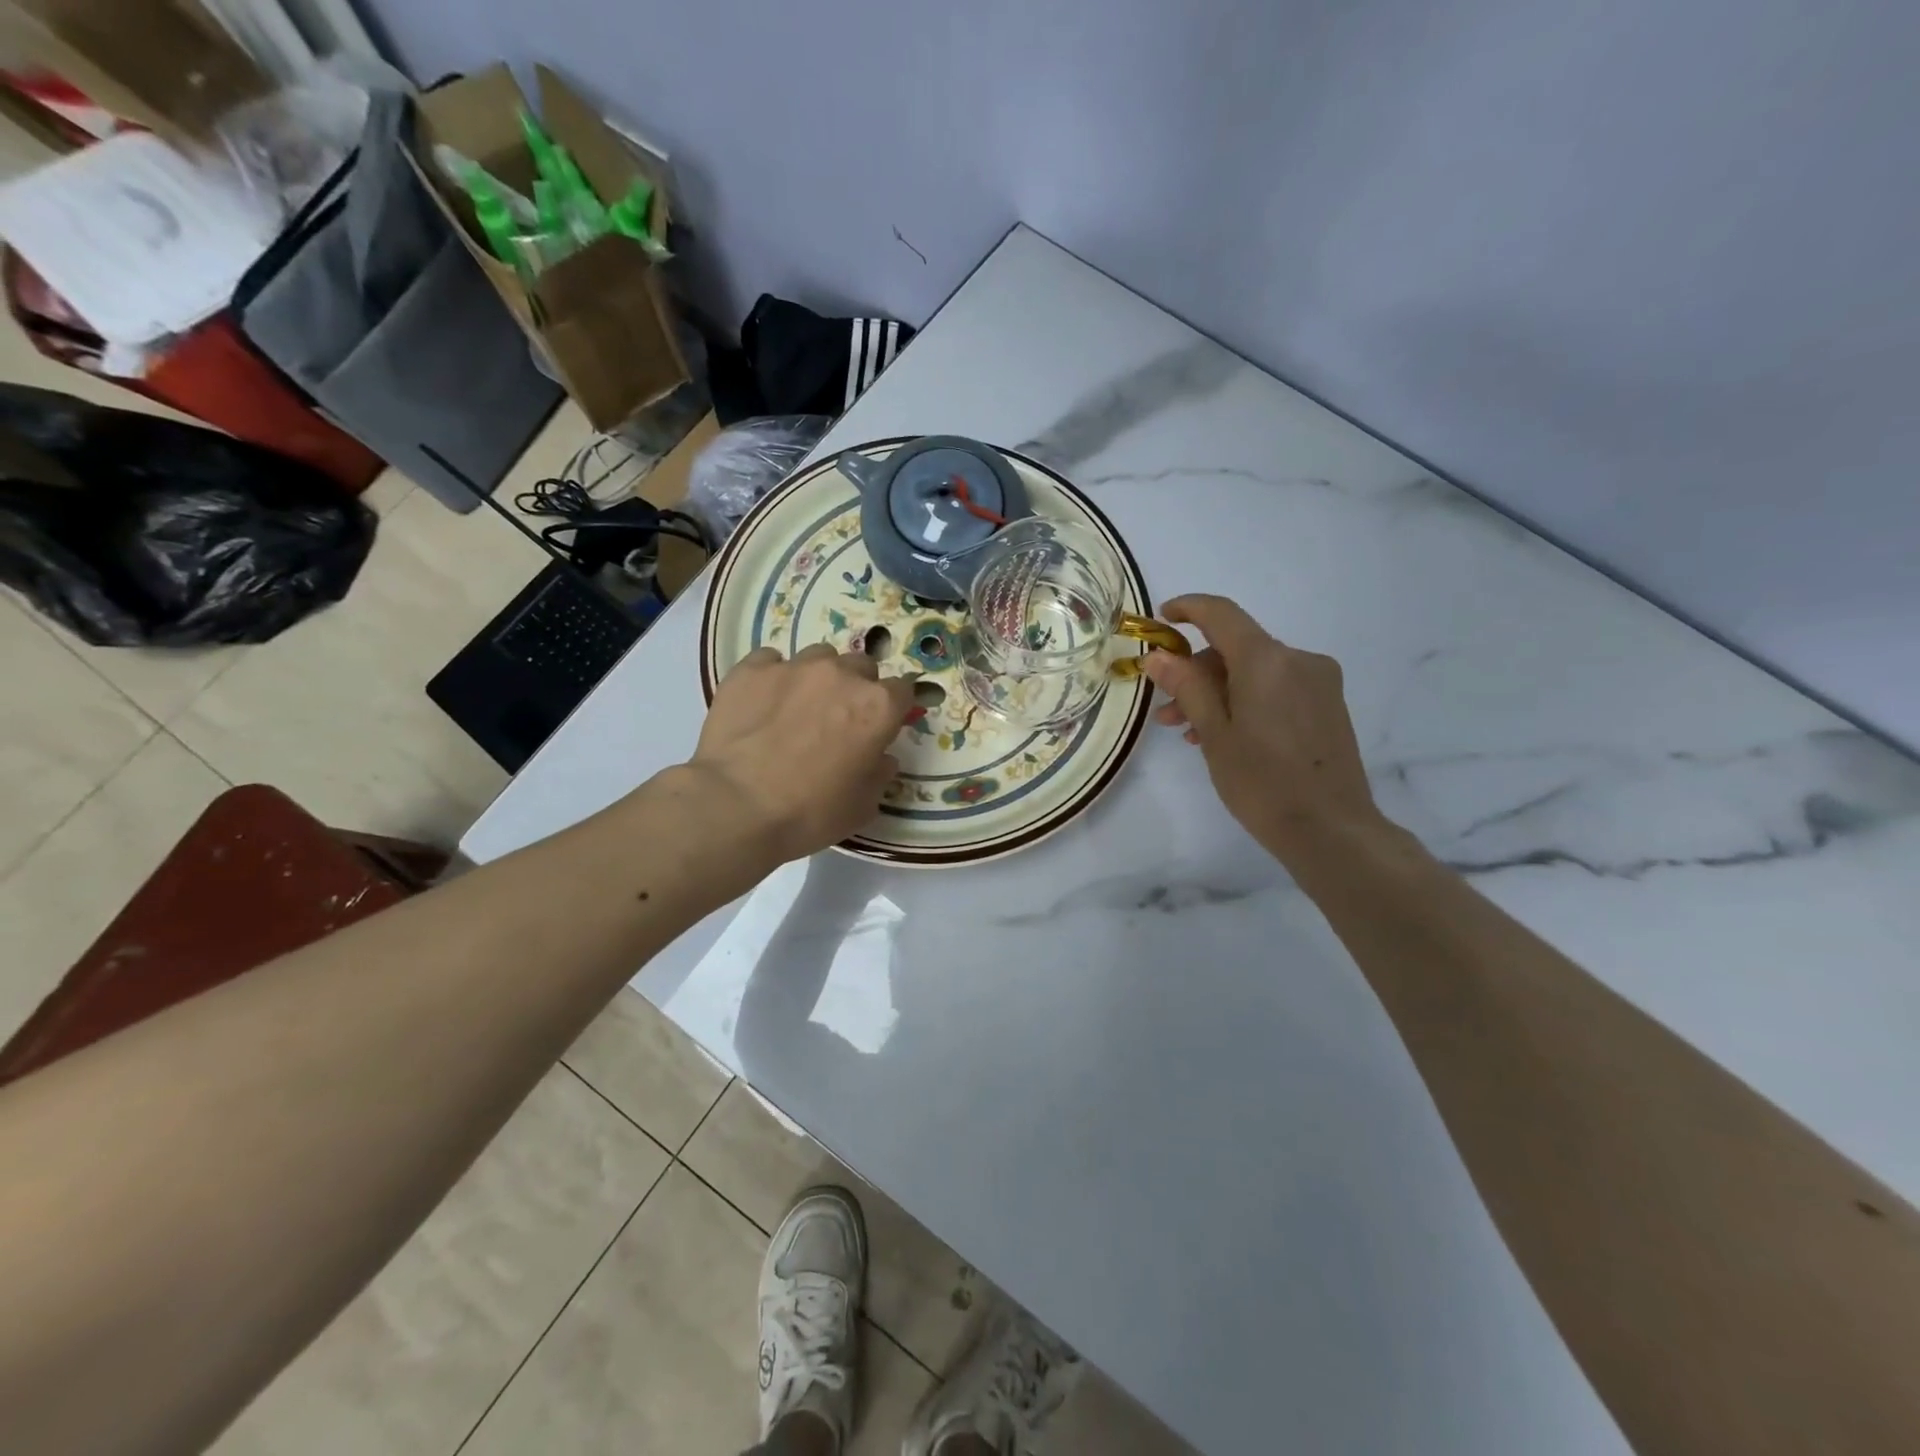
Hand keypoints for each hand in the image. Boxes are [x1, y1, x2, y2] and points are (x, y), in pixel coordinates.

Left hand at [690, 643, 912, 863]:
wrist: (735, 807)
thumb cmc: (810, 813)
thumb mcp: (862, 806)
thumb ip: (879, 773)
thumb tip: (880, 757)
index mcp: (877, 707)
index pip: (903, 690)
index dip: (894, 707)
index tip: (883, 725)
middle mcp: (841, 675)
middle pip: (862, 667)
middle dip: (857, 688)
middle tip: (839, 719)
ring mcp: (794, 666)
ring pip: (819, 656)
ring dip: (818, 677)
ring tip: (798, 707)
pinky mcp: (751, 669)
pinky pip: (771, 660)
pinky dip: (774, 676)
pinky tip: (762, 702)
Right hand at [1142, 595, 1385, 863]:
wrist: (1331, 830)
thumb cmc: (1262, 783)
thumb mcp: (1215, 733)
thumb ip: (1187, 687)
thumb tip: (1159, 655)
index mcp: (1267, 660)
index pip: (1221, 614)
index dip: (1187, 609)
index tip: (1160, 619)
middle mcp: (1298, 659)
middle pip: (1236, 647)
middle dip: (1196, 670)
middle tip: (1166, 709)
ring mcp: (1318, 682)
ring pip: (1255, 671)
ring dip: (1218, 691)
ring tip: (1190, 732)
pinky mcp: (1328, 705)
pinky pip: (1276, 687)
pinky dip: (1246, 700)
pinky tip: (1226, 735)